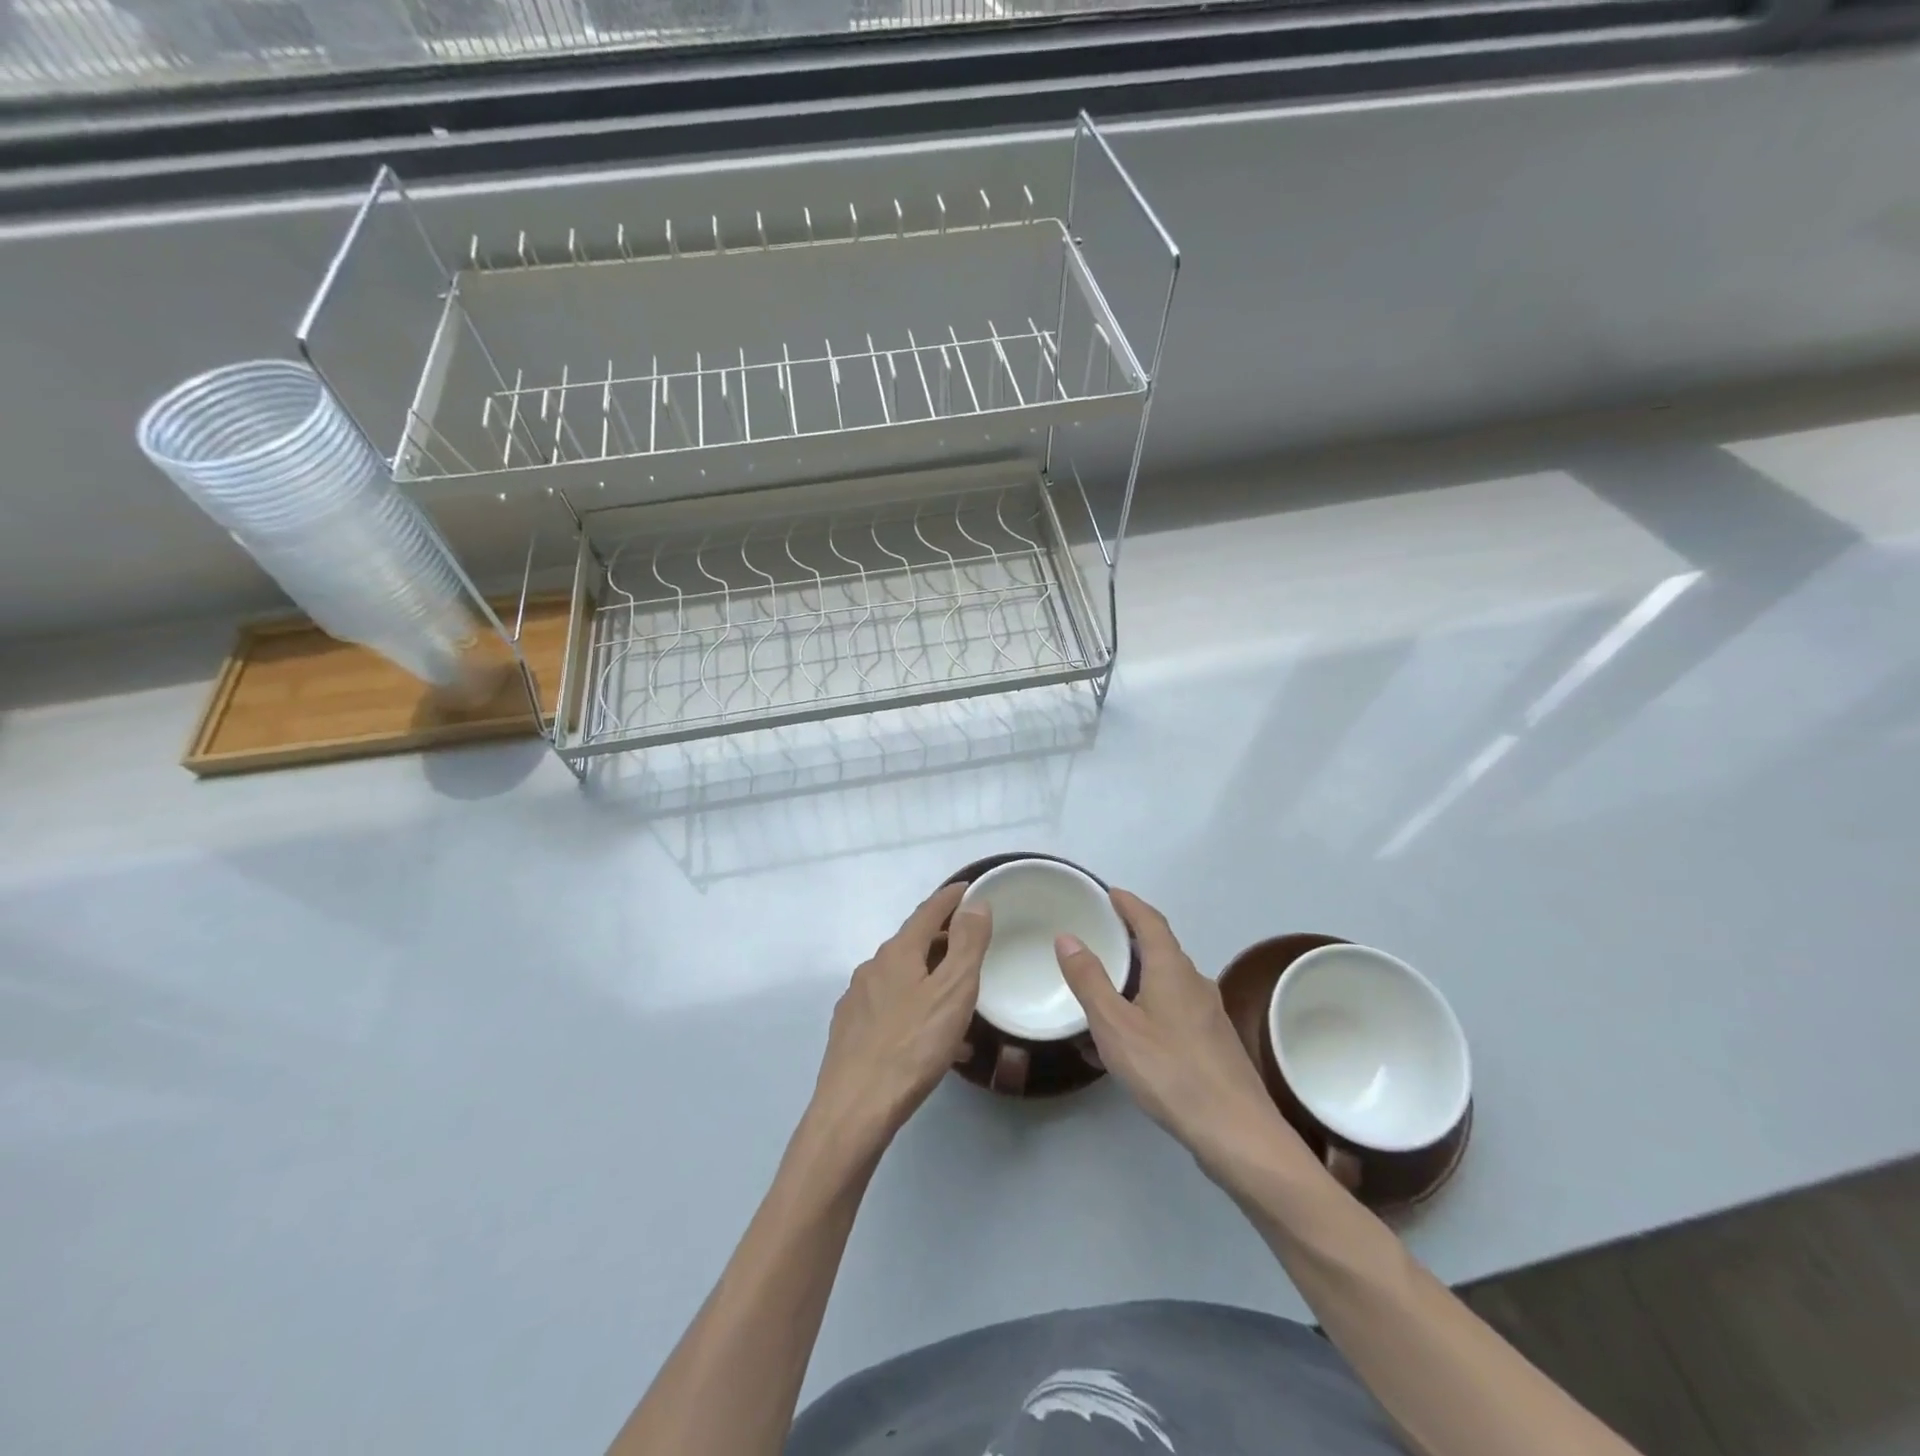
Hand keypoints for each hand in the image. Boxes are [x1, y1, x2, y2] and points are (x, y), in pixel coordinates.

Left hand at [806, 883, 990, 1160]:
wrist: (854, 1109)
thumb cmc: (912, 1046)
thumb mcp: (952, 992)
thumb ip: (967, 945)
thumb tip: (974, 904)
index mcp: (898, 953)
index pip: (928, 912)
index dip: (951, 898)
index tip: (970, 888)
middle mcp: (872, 968)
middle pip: (912, 943)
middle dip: (942, 940)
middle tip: (972, 945)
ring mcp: (857, 1000)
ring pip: (902, 978)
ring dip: (930, 978)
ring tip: (958, 999)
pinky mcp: (851, 1032)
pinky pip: (892, 1008)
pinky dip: (916, 1009)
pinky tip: (932, 1041)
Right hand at [1056, 890, 1304, 1182]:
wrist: (1237, 1133)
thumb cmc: (1170, 1071)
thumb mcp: (1115, 1025)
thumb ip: (1090, 980)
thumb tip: (1068, 937)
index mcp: (1172, 969)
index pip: (1150, 921)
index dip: (1129, 904)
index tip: (1110, 893)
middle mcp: (1195, 983)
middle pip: (1162, 949)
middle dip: (1132, 939)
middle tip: (1101, 937)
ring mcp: (1209, 1015)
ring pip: (1168, 983)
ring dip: (1139, 977)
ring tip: (1107, 987)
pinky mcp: (1213, 1044)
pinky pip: (1174, 1011)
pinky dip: (1148, 1008)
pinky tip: (1130, 1039)